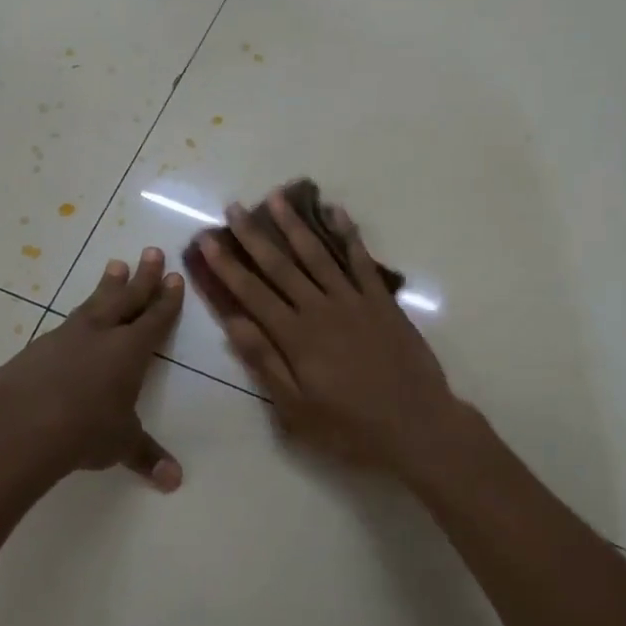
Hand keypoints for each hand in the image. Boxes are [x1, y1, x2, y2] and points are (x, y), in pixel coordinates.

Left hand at [0, 248, 185, 489]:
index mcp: (130, 351)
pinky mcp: (39, 347)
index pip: (155, 319)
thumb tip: (175, 481)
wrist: (19, 424)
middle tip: (151, 251)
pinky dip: (79, 315)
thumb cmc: (83, 430)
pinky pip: (67, 323)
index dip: (167, 300)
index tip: (174, 277)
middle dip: (142, 277)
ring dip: (108, 285)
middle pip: (127, 298)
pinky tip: (77, 318)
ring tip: (116, 265)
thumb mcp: (121, 443)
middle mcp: (101, 334)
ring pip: (94, 303)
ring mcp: (67, 337)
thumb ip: (147, 456)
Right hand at [194, 190, 467, 476]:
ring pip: (318, 254)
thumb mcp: (296, 409)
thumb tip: (233, 322)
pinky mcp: (382, 301)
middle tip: (234, 208)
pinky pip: (362, 260)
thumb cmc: (351, 427)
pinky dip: (348, 234)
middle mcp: (321, 309)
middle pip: (281, 265)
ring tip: (276, 198)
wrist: (417, 426)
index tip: (207, 239)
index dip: (227, 265)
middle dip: (254, 236)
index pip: (252, 292)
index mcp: (296, 336)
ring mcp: (354, 300)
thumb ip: (265, 361)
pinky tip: (335, 212)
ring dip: (295, 225)